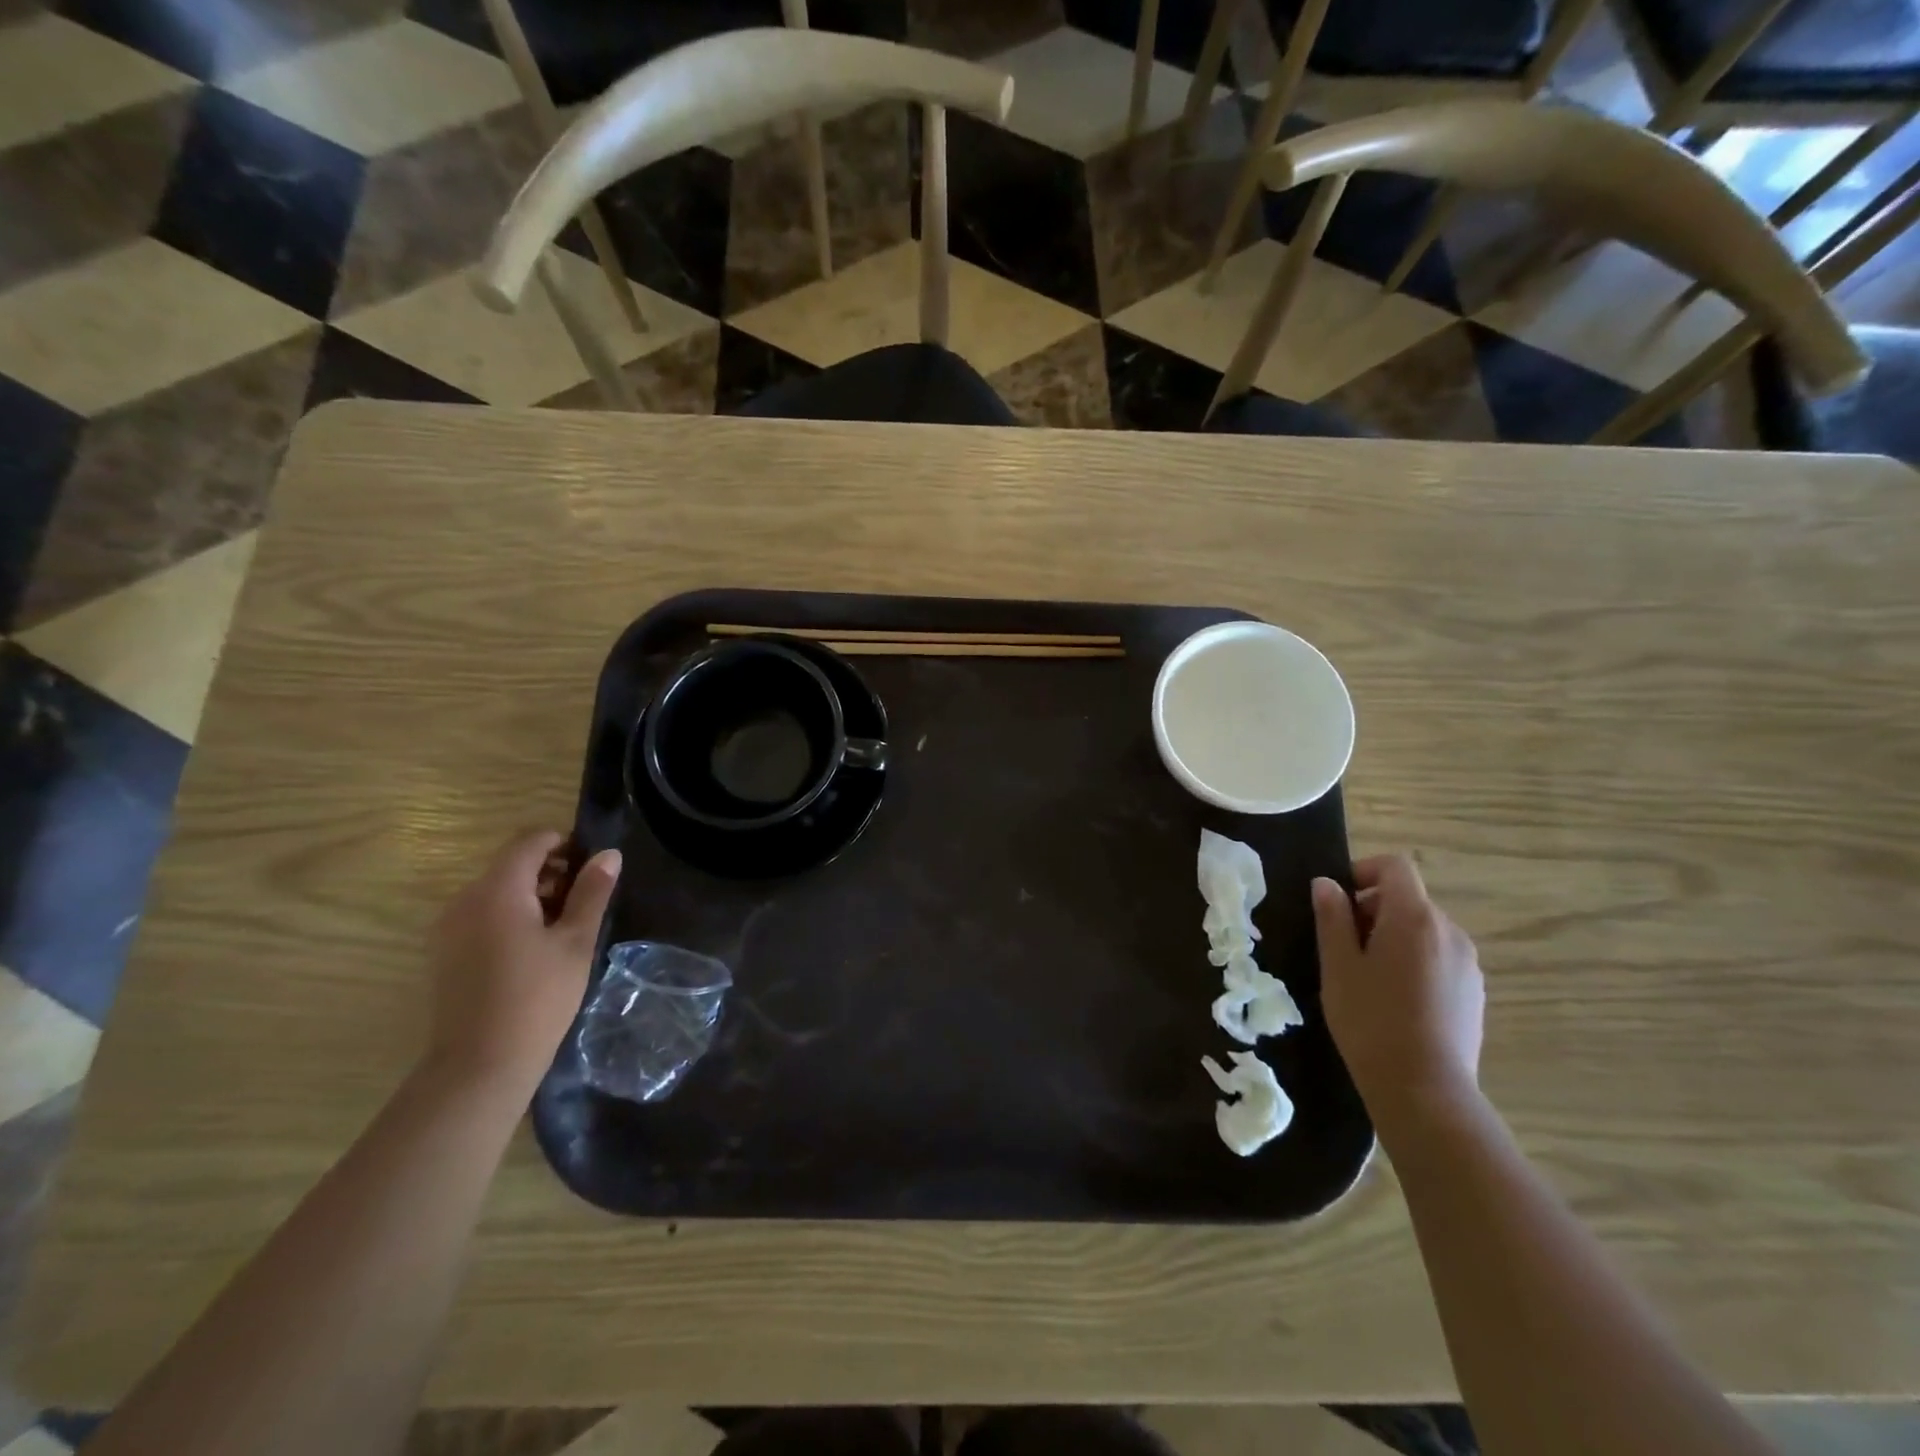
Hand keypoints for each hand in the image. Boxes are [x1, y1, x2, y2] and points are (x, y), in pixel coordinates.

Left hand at [424, 830, 620, 1097]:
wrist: (479, 1065)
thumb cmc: (538, 998)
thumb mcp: (575, 942)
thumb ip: (591, 892)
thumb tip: (608, 854)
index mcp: (498, 890)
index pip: (530, 841)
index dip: (565, 844)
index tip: (592, 868)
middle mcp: (465, 899)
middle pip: (512, 864)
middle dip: (551, 872)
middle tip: (585, 902)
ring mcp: (449, 926)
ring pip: (497, 890)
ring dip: (531, 895)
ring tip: (563, 928)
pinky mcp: (444, 951)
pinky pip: (481, 914)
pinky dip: (510, 916)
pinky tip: (533, 950)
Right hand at [1312, 855, 1484, 1131]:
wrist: (1424, 1090)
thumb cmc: (1370, 1019)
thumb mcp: (1337, 965)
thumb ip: (1332, 917)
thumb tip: (1327, 884)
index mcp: (1414, 917)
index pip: (1395, 867)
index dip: (1363, 871)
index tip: (1338, 900)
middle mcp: (1450, 931)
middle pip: (1409, 899)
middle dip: (1373, 910)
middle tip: (1342, 945)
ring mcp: (1467, 964)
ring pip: (1424, 930)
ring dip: (1394, 937)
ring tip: (1367, 976)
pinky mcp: (1474, 993)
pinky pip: (1439, 958)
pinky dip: (1414, 961)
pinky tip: (1396, 1000)